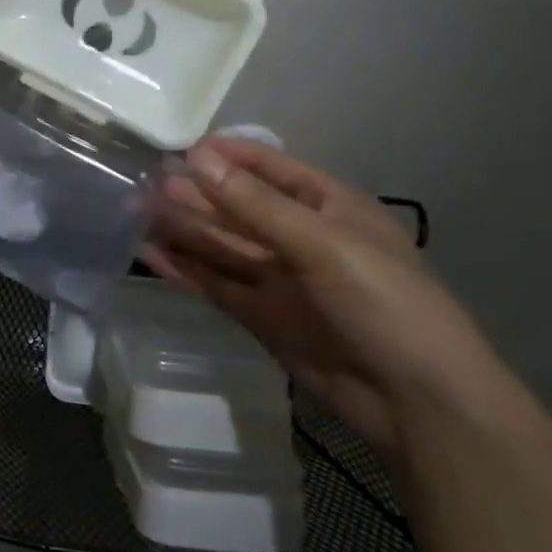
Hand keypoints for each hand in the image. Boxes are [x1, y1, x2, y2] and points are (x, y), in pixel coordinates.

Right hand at [140, 138, 507, 458]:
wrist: (419, 405)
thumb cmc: (386, 304)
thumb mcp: (323, 245)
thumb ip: (255, 205)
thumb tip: (196, 157)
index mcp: (327, 206)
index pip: (267, 166)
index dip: (223, 154)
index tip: (172, 145)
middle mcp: (299, 236)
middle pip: (235, 206)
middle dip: (192, 192)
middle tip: (139, 180)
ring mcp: (279, 278)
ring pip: (220, 245)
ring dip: (181, 228)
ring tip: (132, 211)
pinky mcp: (261, 316)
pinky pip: (216, 284)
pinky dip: (184, 269)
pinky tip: (149, 254)